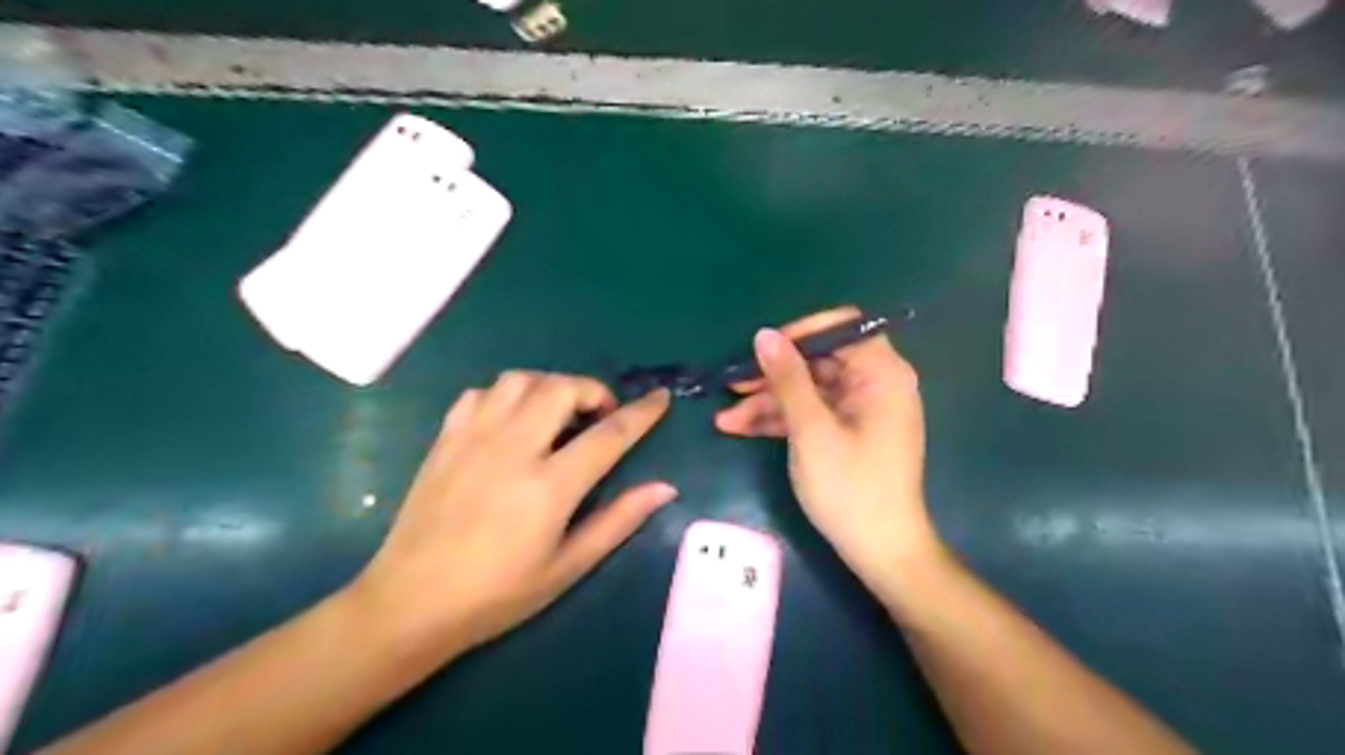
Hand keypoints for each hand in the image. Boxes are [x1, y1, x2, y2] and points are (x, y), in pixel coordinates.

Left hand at [351, 374, 676, 658]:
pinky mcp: (446, 439)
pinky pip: (481, 393)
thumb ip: (618, 521)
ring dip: (550, 387)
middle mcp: (513, 449)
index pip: (609, 434)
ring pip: (520, 380)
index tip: (661, 398)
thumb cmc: (497, 594)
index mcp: (549, 486)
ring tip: (557, 415)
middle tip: (600, 417)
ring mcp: (474, 438)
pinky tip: (512, 422)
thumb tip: (665, 488)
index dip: (642, 412)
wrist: (411, 602)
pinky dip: (507, 396)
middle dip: (593, 391)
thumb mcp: (568, 567)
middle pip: (562, 388)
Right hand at [713, 308, 938, 595]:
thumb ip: (787, 379)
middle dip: (772, 376)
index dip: (799, 333)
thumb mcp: (811, 430)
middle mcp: (874, 384)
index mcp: (881, 374)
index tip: (762, 348)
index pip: (841, 328)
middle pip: (817, 362)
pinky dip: (780, 421)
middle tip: (731, 384)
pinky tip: (740, 429)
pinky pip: (811, 414)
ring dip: (767, 403)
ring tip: (724, 418)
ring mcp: (860, 411)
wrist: (880, 551)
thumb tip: (764, 335)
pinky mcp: (847, 433)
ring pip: (808, 391)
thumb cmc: (851, 488)